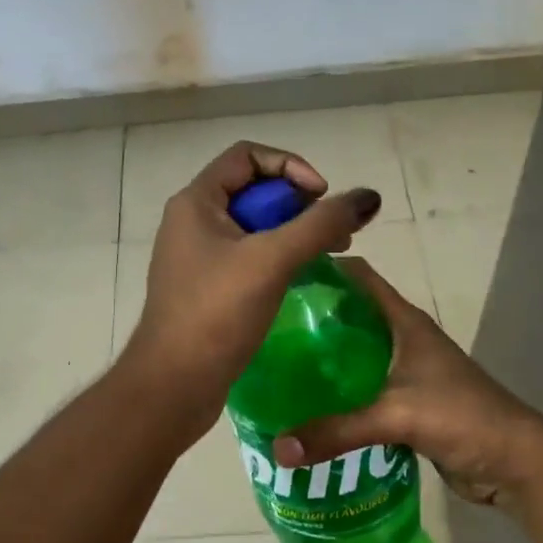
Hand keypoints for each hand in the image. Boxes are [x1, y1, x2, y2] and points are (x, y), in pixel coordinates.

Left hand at [122, 142, 382, 432]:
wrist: (173, 386)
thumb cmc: (216, 314)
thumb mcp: (272, 260)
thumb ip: (320, 225)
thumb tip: (368, 198)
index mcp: (196, 202)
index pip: (247, 156)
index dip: (290, 166)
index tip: (321, 196)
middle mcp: (192, 222)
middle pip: (254, 191)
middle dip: (299, 204)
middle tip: (335, 232)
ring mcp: (198, 257)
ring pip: (254, 227)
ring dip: (294, 232)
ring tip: (333, 252)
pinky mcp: (208, 288)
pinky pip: (249, 257)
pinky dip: (279, 258)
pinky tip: (305, 277)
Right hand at [269, 257, 542, 510]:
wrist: (515, 462)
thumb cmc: (463, 417)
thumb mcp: (397, 417)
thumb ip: (337, 431)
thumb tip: (278, 448)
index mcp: (405, 322)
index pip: (360, 277)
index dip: (324, 268)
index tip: (280, 273)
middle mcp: (403, 339)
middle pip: (351, 315)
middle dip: (313, 318)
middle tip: (265, 327)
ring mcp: (407, 372)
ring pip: (356, 355)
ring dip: (324, 358)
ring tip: (278, 365)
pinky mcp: (407, 403)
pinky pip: (363, 390)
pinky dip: (339, 393)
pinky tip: (308, 405)